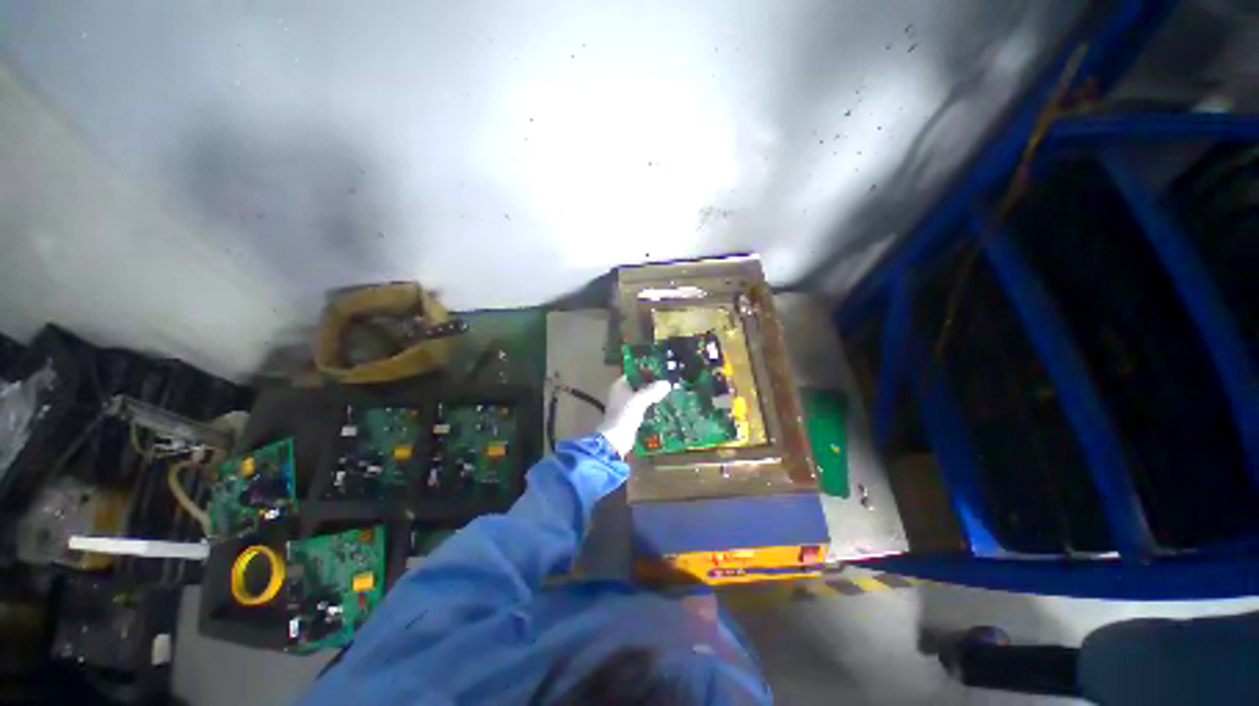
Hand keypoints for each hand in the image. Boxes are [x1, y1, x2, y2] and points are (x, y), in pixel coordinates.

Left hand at [596, 376, 671, 458]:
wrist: (616, 439)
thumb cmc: (625, 415)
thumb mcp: (640, 400)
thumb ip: (653, 390)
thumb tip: (666, 383)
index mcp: (619, 386)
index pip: (634, 373)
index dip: (646, 372)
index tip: (660, 372)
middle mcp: (620, 394)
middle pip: (638, 386)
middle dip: (651, 386)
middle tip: (666, 384)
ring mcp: (624, 406)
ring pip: (641, 398)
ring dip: (652, 397)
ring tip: (667, 395)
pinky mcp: (629, 417)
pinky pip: (642, 409)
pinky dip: (650, 408)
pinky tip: (662, 408)